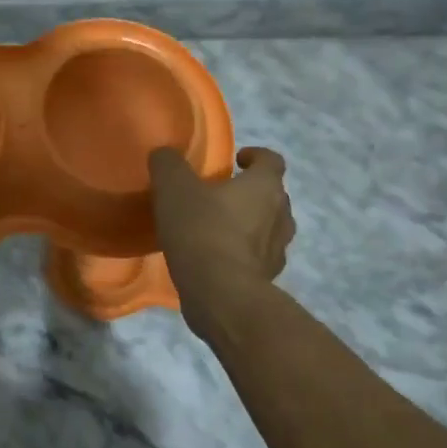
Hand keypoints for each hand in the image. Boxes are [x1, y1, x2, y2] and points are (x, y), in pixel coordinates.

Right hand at [149, 146, 293, 333]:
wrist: (220, 293)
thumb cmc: (202, 230)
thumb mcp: (174, 188)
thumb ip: (168, 164)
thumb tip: (164, 154)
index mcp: (265, 186)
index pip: (272, 160)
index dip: (255, 156)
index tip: (236, 160)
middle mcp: (281, 214)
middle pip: (273, 194)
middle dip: (250, 192)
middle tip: (220, 196)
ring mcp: (278, 249)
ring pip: (269, 227)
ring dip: (250, 224)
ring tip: (219, 228)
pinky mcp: (268, 277)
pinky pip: (258, 257)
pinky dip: (243, 253)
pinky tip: (217, 259)